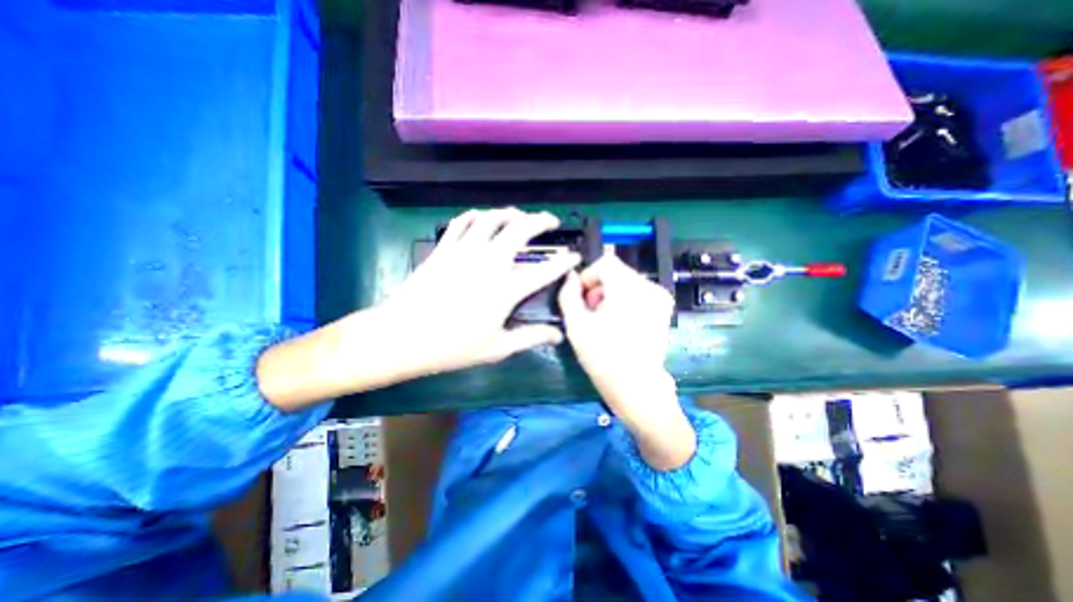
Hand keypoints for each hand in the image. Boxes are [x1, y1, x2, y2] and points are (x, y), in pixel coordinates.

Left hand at [256, 208, 579, 410]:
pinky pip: (463, 221)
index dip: (564, 262)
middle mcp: (489, 262)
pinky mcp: (444, 248)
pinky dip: (478, 215)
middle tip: (551, 222)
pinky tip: (484, 218)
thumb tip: (558, 335)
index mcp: (505, 289)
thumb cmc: (452, 346)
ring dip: (511, 213)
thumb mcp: (496, 348)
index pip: (545, 270)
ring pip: (493, 218)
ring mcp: (465, 251)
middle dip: (541, 220)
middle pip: (520, 229)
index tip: (575, 256)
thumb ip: (531, 338)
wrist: (403, 336)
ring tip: (520, 217)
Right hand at [558, 255, 691, 470]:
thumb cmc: (603, 357)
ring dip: (611, 295)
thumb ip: (568, 295)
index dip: (589, 276)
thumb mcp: (576, 325)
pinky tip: (620, 323)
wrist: (637, 387)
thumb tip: (569, 277)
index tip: (582, 299)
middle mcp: (649, 286)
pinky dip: (625, 301)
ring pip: (626, 282)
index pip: (605, 262)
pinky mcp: (664, 308)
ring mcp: (660, 297)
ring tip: (604, 320)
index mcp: (628, 288)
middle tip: (591, 313)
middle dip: (599, 288)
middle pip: (616, 272)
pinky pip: (638, 293)